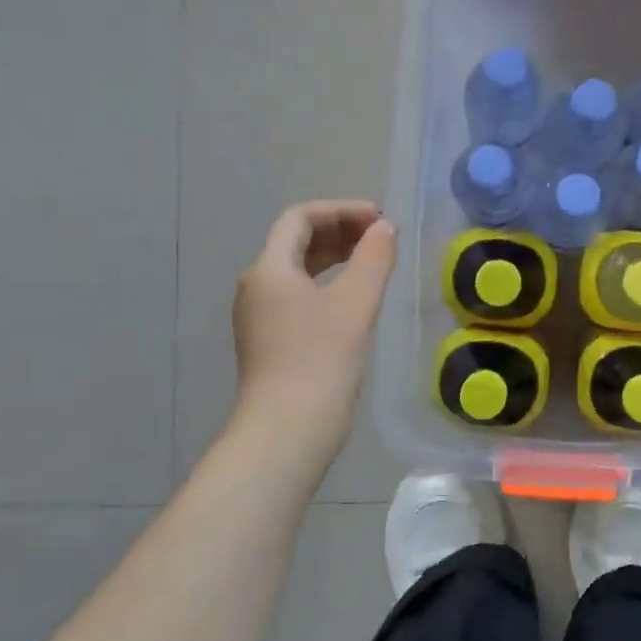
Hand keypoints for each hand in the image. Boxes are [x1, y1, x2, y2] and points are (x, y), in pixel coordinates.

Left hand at [230, 200, 396, 456]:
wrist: (288, 430)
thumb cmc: (321, 359)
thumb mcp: (355, 303)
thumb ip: (373, 259)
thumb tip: (384, 229)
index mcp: (269, 269)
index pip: (300, 218)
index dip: (340, 210)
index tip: (379, 219)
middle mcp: (256, 286)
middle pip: (295, 241)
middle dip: (339, 231)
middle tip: (380, 237)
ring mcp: (259, 317)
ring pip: (297, 270)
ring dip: (334, 258)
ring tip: (372, 262)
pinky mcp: (269, 342)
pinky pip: (298, 296)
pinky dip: (326, 284)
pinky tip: (353, 300)